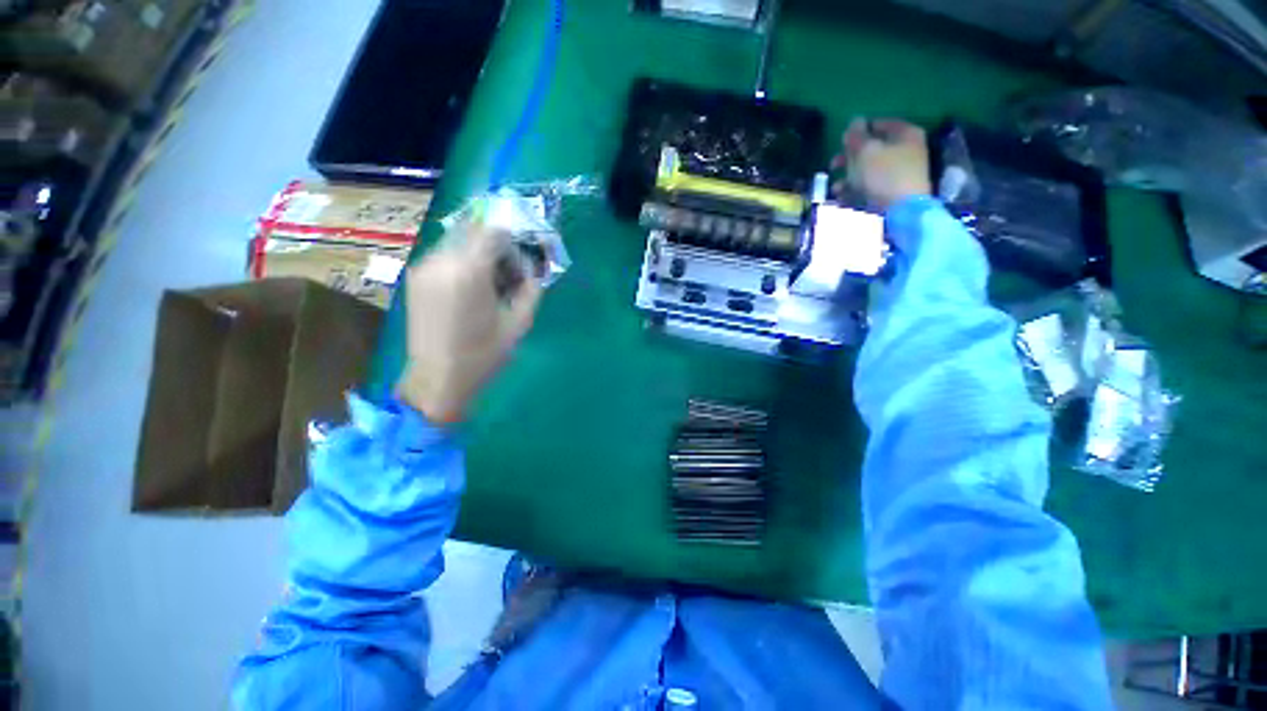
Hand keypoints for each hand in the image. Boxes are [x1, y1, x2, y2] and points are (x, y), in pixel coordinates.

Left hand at [395, 223, 542, 422]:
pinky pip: (445, 255)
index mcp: (469, 271)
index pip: (493, 231)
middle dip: (496, 245)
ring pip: (458, 241)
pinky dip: (463, 261)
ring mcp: (424, 267)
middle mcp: (441, 260)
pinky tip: (472, 288)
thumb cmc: (483, 355)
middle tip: (511, 271)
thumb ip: (531, 288)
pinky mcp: (415, 277)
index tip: (524, 259)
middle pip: (474, 231)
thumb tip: (534, 269)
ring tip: (492, 282)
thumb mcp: (519, 323)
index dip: (513, 239)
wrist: (437, 379)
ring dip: (479, 252)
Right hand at [832, 118, 931, 210]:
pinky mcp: (893, 193)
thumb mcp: (866, 151)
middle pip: (873, 149)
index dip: (860, 130)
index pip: (881, 124)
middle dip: (850, 158)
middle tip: (833, 164)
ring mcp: (900, 174)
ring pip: (868, 170)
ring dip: (848, 177)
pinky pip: (870, 187)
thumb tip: (854, 122)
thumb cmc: (885, 175)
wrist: (902, 213)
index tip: (842, 140)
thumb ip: (857, 136)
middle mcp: (906, 151)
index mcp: (906, 134)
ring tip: (836, 187)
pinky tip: (842, 197)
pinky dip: (855, 191)